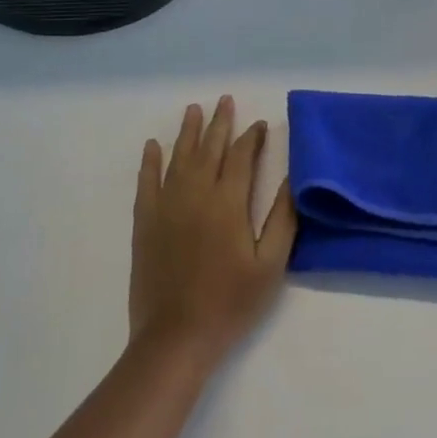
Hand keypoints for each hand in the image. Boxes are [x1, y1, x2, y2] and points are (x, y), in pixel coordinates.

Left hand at [130, 96, 297, 367]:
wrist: (176, 337)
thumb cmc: (230, 303)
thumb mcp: (270, 265)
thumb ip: (282, 219)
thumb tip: (291, 180)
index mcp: (228, 203)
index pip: (241, 158)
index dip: (251, 138)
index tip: (260, 125)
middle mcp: (195, 194)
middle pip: (209, 149)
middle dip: (219, 124)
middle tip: (225, 101)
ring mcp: (166, 206)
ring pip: (178, 158)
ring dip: (188, 132)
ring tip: (194, 110)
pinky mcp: (145, 222)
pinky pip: (147, 182)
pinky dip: (150, 161)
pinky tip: (153, 146)